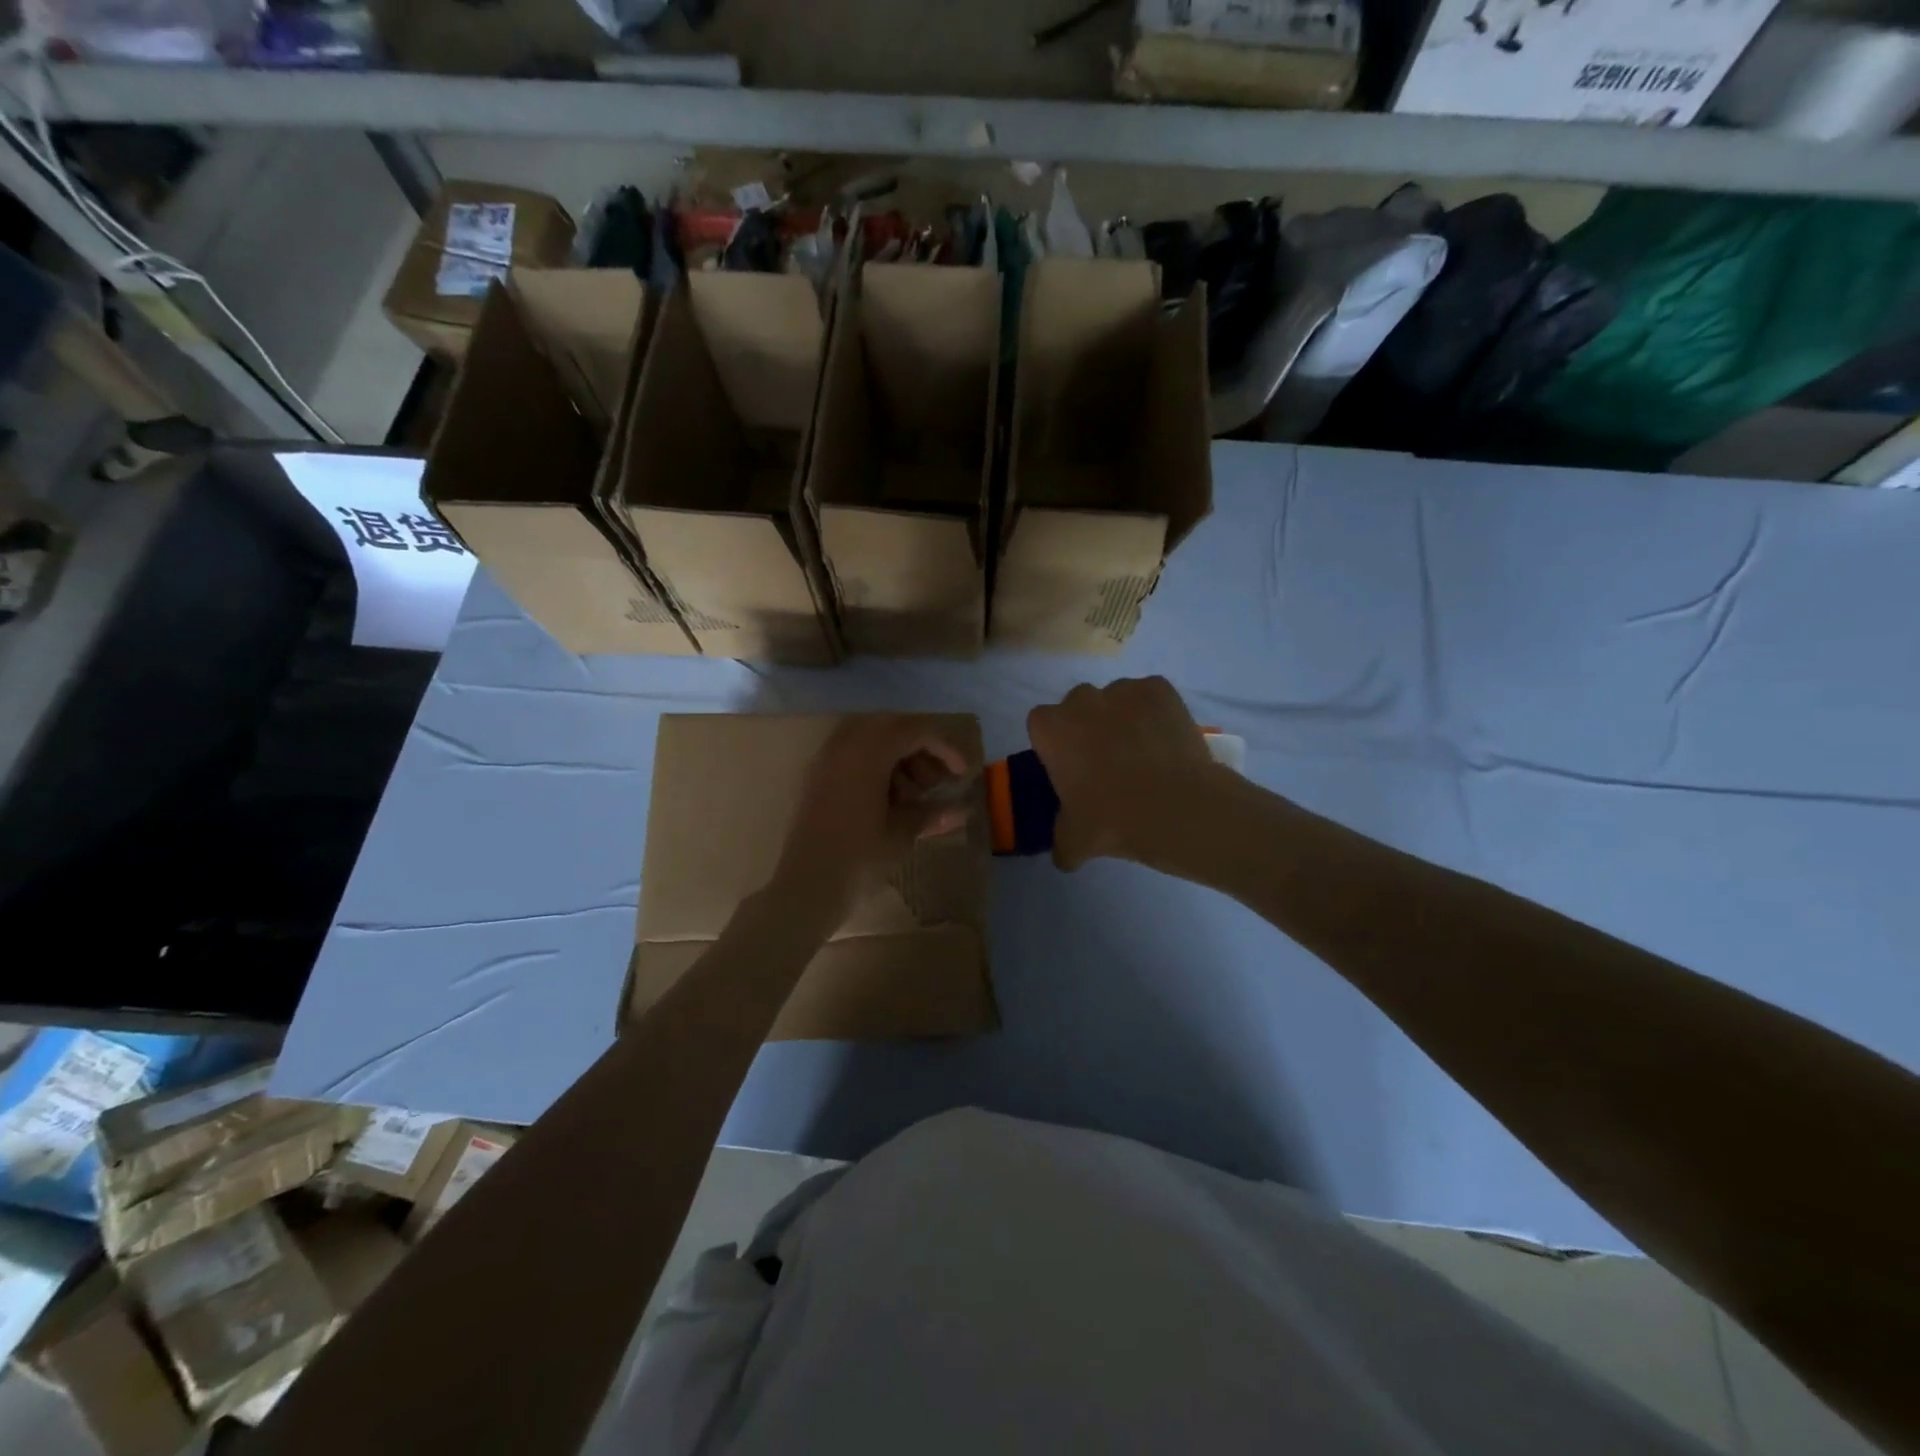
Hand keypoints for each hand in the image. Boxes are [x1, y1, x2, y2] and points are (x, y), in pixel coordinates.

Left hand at [769, 715, 970, 921]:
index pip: (914, 731)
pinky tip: (887, 799)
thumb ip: (931, 813)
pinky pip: (850, 755)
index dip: (944, 748)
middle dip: (919, 746)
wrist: (806, 888)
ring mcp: (825, 761)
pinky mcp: (815, 779)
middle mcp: (843, 747)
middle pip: (890, 726)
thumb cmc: (859, 859)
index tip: (962, 774)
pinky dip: (874, 765)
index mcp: (867, 753)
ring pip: (868, 738)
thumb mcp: (901, 834)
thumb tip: (961, 810)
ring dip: (896, 755)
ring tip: (912, 795)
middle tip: (936, 779)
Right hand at [1027, 677, 1220, 870]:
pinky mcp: (1160, 688)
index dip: (1056, 744)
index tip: (1071, 768)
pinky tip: (1165, 741)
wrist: (1178, 808)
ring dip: (1121, 718)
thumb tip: (1064, 855)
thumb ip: (1062, 842)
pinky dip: (1154, 713)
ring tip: (1142, 753)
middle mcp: (1082, 699)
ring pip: (1115, 699)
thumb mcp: (1075, 842)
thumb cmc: (1114, 820)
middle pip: (1078, 706)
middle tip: (1106, 762)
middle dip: (1087, 727)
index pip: (1042, 725)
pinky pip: (1149, 696)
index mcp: (1051, 729)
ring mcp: (1123, 689)